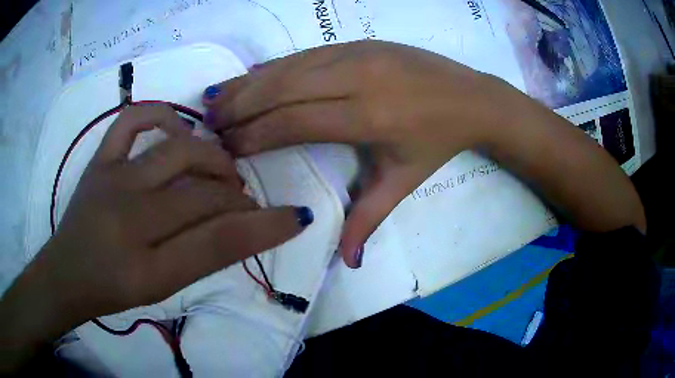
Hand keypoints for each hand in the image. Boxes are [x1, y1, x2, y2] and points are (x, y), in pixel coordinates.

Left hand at [0, 105, 310, 370]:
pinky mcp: (99, 160)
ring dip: (212, 160)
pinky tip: (177, 129)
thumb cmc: (113, 291)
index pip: (219, 243)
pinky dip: (161, 115)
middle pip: (202, 195)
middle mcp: (128, 218)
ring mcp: (111, 179)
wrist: (67, 273)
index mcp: (147, 268)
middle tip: (243, 203)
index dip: (266, 228)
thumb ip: (204, 258)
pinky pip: (132, 121)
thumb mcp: (162, 289)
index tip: (296, 217)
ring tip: (218, 171)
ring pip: (178, 153)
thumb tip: (248, 227)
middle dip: (237, 197)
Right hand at [201, 41, 513, 266]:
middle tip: (207, 123)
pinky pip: (305, 53)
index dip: (254, 133)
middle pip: (282, 89)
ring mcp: (357, 53)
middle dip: (239, 106)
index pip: (294, 122)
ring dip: (248, 83)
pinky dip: (273, 65)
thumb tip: (347, 263)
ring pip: (289, 66)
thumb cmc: (438, 141)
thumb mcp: (404, 181)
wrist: (472, 98)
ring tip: (216, 100)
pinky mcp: (359, 42)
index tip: (225, 146)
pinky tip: (249, 75)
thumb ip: (369, 219)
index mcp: (367, 115)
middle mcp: (356, 77)